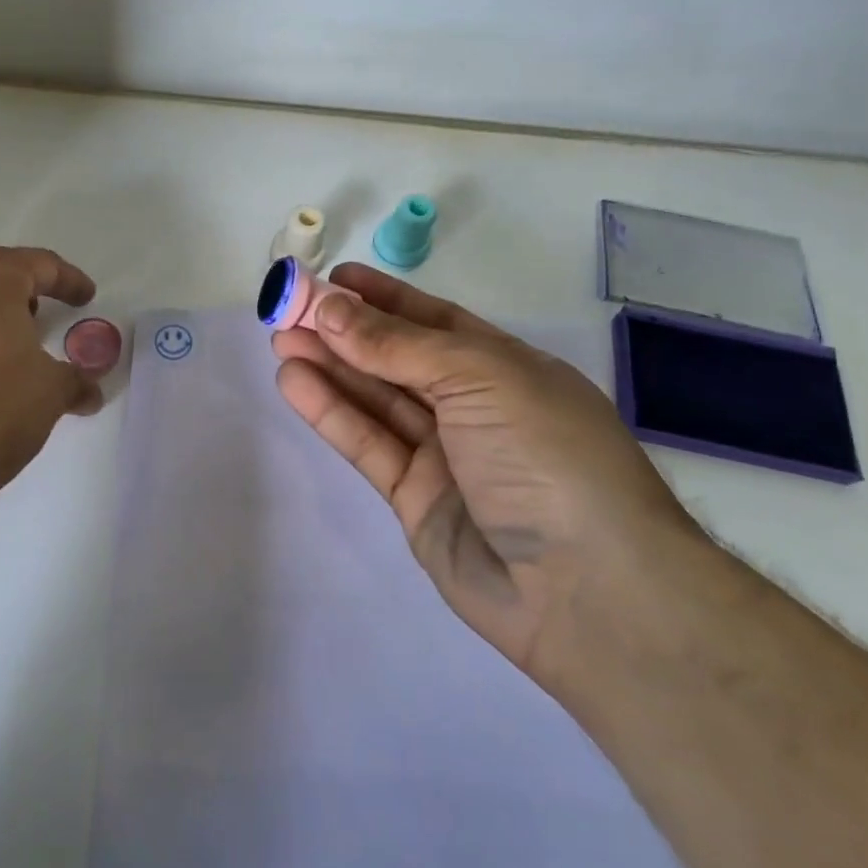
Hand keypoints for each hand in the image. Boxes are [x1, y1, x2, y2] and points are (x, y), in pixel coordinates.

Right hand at [272, 263, 698, 688]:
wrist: (586, 590)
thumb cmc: (546, 456)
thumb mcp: (480, 378)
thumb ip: (399, 345)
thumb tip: (331, 309)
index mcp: (505, 368)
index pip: (434, 321)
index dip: (383, 298)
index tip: (333, 278)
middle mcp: (473, 407)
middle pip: (396, 359)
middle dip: (344, 332)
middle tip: (288, 310)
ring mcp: (443, 455)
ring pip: (375, 400)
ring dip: (329, 367)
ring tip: (280, 341)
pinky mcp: (414, 498)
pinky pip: (366, 444)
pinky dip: (331, 412)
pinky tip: (295, 383)